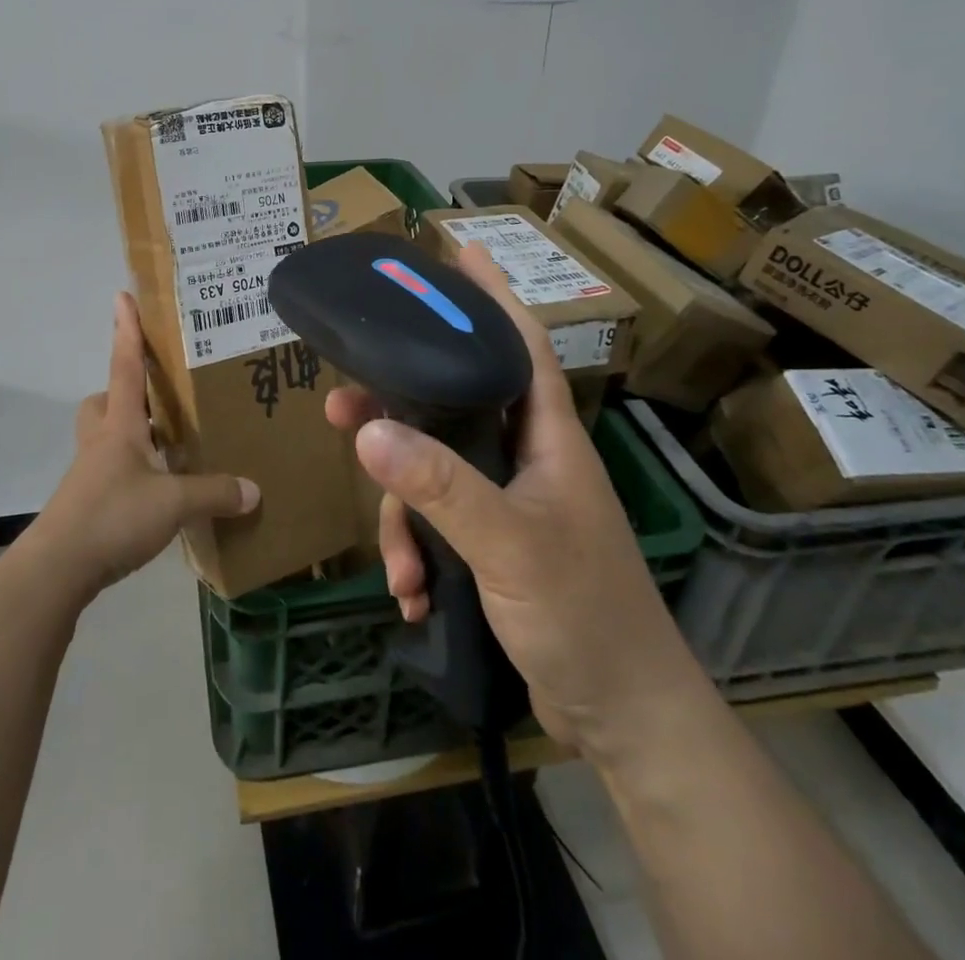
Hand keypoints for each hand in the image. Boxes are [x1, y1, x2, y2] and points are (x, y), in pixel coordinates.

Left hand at [26, 292, 259, 604]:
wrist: (57, 569)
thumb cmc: (113, 516)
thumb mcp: (174, 503)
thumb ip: (215, 493)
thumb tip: (255, 490)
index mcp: (120, 426)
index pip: (125, 367)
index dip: (127, 331)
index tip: (121, 297)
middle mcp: (101, 442)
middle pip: (104, 402)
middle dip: (124, 393)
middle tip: (156, 401)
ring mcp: (89, 474)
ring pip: (105, 437)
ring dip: (130, 435)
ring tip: (168, 447)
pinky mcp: (86, 504)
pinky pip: (110, 473)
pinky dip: (132, 473)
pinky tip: (157, 493)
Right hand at [325, 243, 707, 758]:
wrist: (622, 715)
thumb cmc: (583, 612)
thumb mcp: (509, 544)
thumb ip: (441, 486)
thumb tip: (370, 430)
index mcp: (546, 436)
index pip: (520, 343)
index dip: (491, 295)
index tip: (459, 250)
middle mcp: (526, 457)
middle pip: (452, 405)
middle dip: (397, 409)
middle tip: (342, 405)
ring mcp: (508, 503)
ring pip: (433, 474)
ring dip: (404, 516)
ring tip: (398, 569)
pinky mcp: (492, 545)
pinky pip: (437, 526)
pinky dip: (418, 555)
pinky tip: (414, 598)